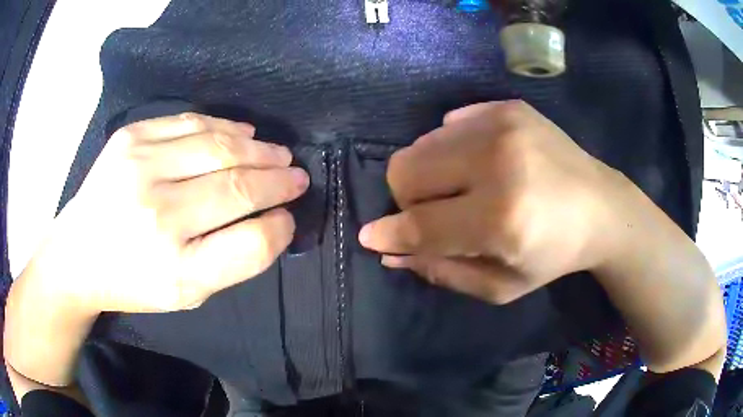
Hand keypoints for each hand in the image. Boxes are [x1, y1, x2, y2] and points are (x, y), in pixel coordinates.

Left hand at [25, 113, 308, 312]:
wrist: (79, 253)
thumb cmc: (134, 280)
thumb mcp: (186, 294)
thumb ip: (234, 262)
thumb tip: (276, 220)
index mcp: (175, 268)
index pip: (250, 243)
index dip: (279, 225)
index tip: (291, 214)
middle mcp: (157, 214)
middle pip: (237, 186)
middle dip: (278, 178)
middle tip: (296, 174)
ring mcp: (139, 167)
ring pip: (218, 146)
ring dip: (258, 148)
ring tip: (276, 152)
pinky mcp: (129, 138)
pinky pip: (189, 122)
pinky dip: (224, 125)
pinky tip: (243, 132)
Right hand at [359, 101, 625, 304]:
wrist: (601, 207)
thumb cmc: (554, 255)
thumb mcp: (500, 286)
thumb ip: (442, 270)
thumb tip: (391, 251)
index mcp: (501, 218)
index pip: (420, 224)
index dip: (388, 232)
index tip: (369, 237)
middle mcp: (498, 162)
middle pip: (406, 170)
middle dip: (408, 199)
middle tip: (438, 213)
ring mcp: (503, 124)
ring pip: (421, 144)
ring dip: (429, 173)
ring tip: (463, 188)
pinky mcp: (508, 106)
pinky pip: (449, 124)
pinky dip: (451, 149)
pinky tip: (481, 163)